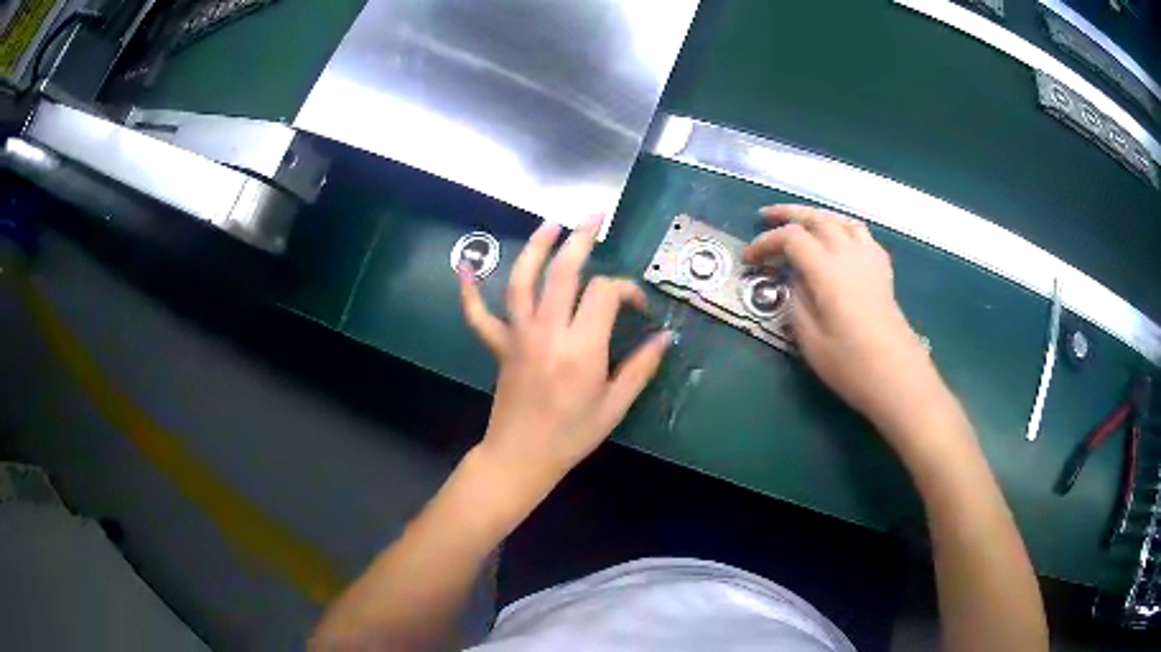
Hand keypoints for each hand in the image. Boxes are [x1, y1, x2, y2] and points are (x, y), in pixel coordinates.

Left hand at [458, 217, 670, 501]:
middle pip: (563, 272)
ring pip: (523, 280)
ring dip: (536, 247)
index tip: (638, 307)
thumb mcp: (615, 405)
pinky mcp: (499, 345)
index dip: (626, 290)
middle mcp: (548, 332)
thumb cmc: (572, 435)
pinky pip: (479, 314)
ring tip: (550, 224)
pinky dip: (471, 290)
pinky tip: (466, 266)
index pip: (604, 293)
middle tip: (595, 218)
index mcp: (581, 348)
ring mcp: (518, 335)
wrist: (521, 456)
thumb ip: (641, 367)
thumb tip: (664, 337)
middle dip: (581, 239)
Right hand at [744, 205, 941, 439]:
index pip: (791, 238)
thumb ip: (796, 300)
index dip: (766, 242)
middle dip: (787, 214)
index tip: (749, 259)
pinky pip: (861, 233)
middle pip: (816, 217)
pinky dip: (842, 227)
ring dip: (816, 215)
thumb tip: (795, 279)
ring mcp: (869, 258)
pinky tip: (838, 239)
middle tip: (765, 218)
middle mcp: (848, 254)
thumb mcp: (809, 339)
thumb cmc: (850, 364)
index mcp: (827, 270)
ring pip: (840, 219)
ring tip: (801, 222)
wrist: (896, 375)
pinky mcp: (882, 269)